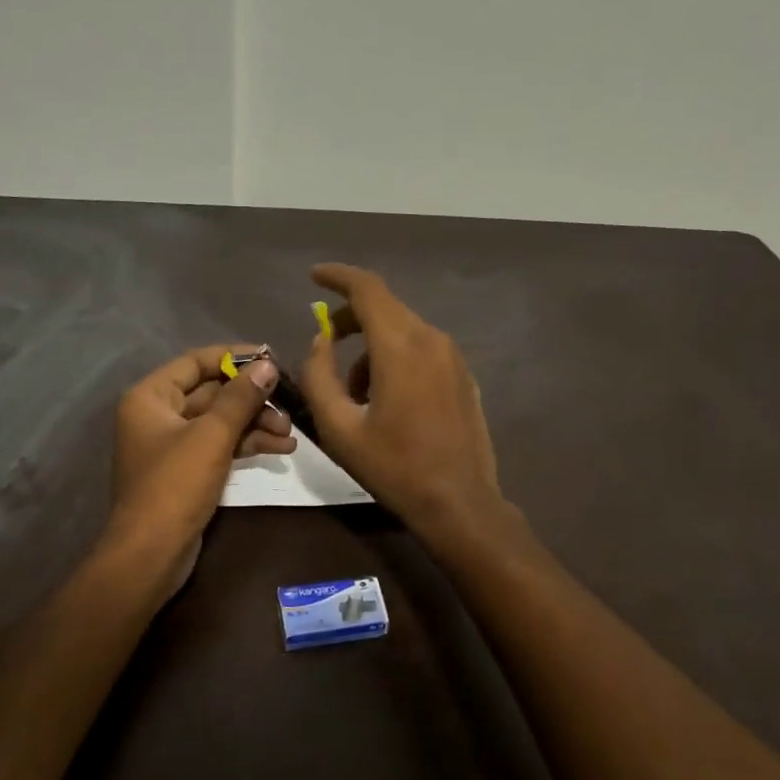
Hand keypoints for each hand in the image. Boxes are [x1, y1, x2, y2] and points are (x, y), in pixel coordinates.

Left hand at [106, 345, 293, 598]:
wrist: (151, 554)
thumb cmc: (175, 485)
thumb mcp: (212, 436)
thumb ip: (241, 398)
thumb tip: (267, 365)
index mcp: (151, 397)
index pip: (196, 362)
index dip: (234, 357)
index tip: (271, 357)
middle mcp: (158, 414)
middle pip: (212, 392)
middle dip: (252, 398)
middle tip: (289, 401)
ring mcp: (173, 444)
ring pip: (221, 421)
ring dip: (255, 423)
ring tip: (290, 432)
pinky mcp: (188, 470)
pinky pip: (221, 444)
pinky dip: (248, 444)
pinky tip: (282, 448)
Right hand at [298, 264, 504, 534]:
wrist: (460, 503)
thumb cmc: (394, 467)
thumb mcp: (339, 428)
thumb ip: (319, 376)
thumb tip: (321, 342)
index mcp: (401, 346)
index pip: (367, 289)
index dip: (337, 277)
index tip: (314, 277)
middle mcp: (432, 339)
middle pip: (385, 307)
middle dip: (350, 318)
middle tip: (325, 344)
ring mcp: (454, 357)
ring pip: (403, 330)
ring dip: (372, 347)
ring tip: (355, 393)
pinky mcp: (464, 375)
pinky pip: (422, 350)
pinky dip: (396, 358)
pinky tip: (387, 400)